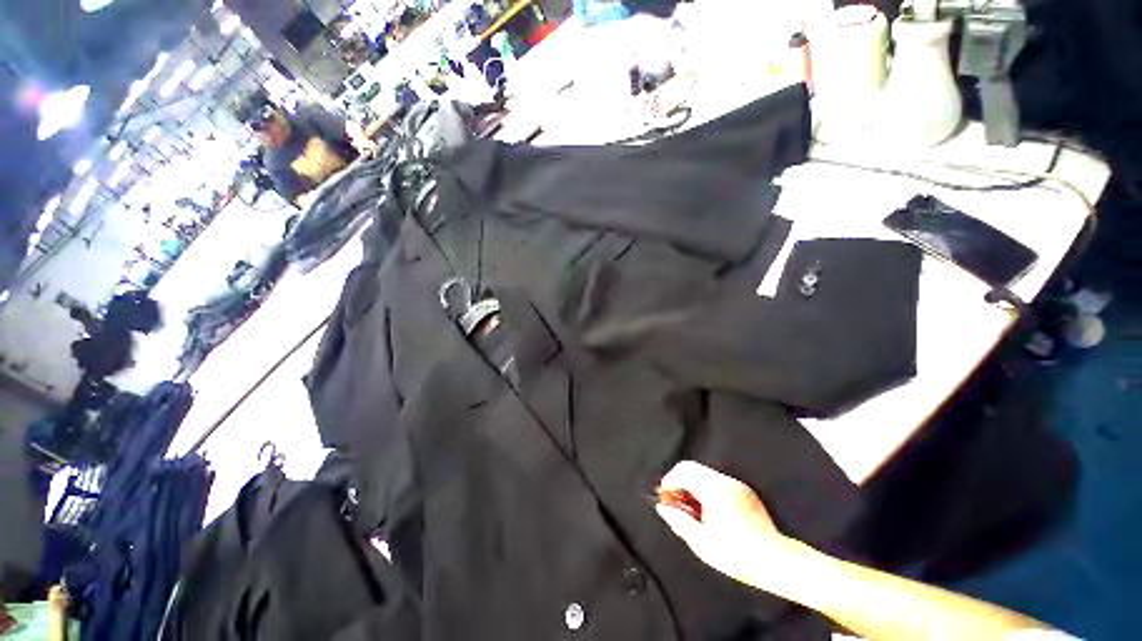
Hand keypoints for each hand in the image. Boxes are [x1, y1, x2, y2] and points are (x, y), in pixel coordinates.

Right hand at [655, 461, 790, 583]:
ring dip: (691, 486)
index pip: (682, 471)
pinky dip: (705, 490)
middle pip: (692, 468)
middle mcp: (725, 481)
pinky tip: (707, 510)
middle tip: (674, 503)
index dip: (668, 482)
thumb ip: (678, 521)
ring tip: (689, 510)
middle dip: (678, 482)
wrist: (777, 561)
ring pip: (704, 474)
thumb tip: (663, 507)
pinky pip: (717, 482)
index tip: (664, 498)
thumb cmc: (737, 555)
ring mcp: (737, 485)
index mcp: (714, 489)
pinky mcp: (745, 492)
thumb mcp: (701, 542)